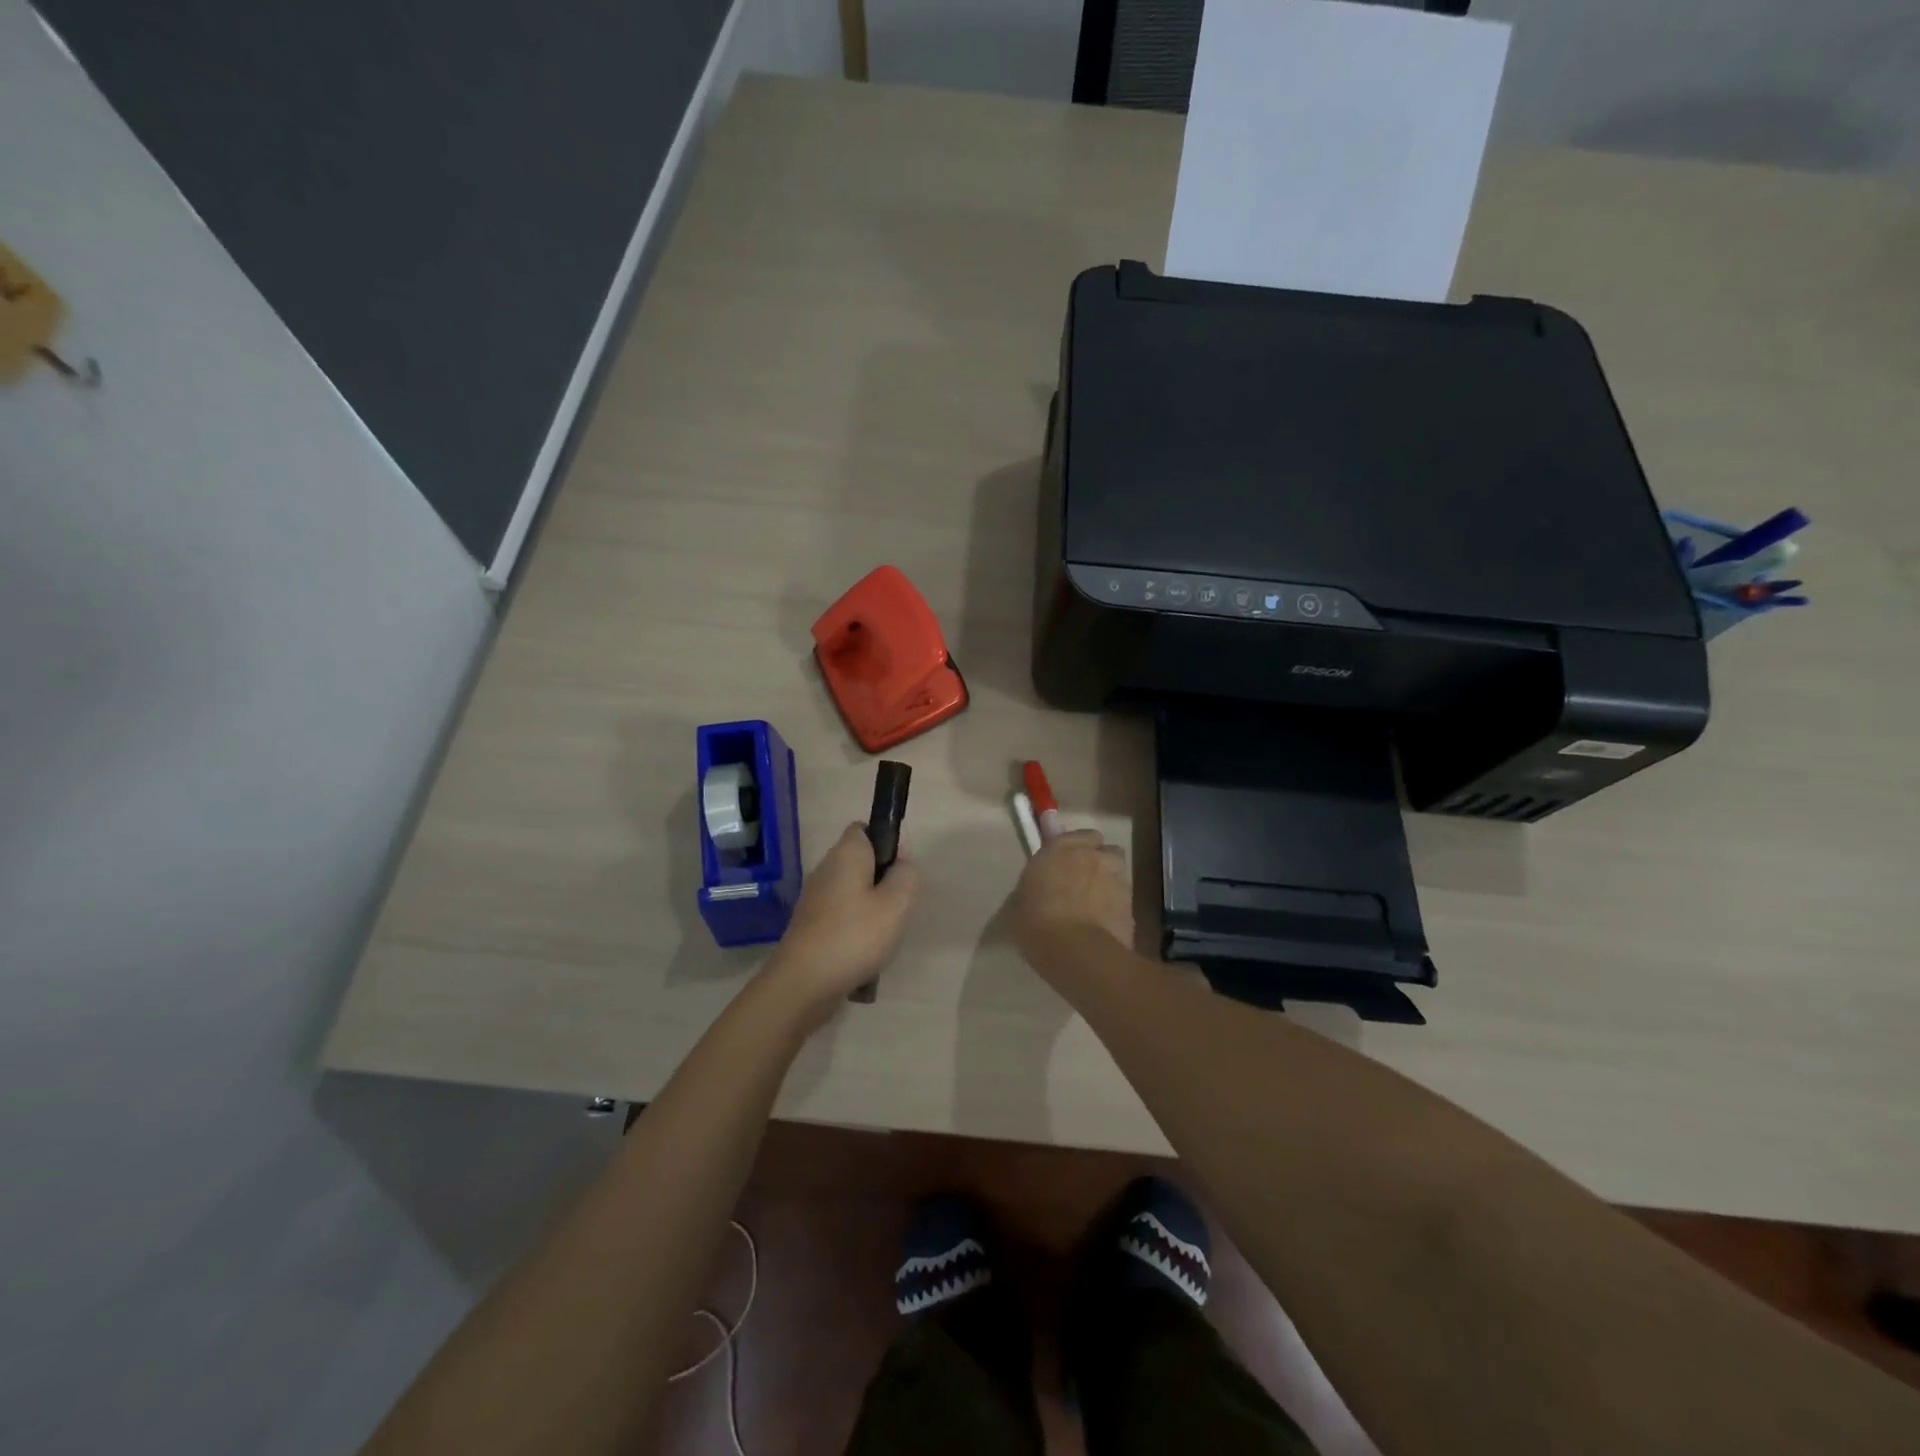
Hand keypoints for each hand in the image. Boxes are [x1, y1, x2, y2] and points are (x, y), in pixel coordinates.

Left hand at [761, 822, 918, 1016]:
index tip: (902, 869)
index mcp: (846, 854)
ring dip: (871, 909)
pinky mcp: (809, 926)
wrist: (803, 983)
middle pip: (860, 863)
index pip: (864, 829)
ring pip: (852, 893)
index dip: (886, 841)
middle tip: (899, 906)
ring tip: (885, 934)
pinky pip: (840, 917)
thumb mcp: (896, 903)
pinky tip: (865, 953)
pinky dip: (855, 930)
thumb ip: (906, 875)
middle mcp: (826, 870)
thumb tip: (902, 860)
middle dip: (882, 880)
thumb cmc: (855, 935)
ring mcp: (814, 899)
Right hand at [1012, 828, 1133, 970]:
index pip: (1077, 835)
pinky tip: (1104, 923)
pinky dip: (1116, 905)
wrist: (1077, 952)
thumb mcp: (1018, 905)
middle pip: (1104, 850)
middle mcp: (1092, 857)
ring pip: (1118, 871)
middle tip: (1085, 879)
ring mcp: (1116, 879)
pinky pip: (1124, 898)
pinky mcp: (1132, 904)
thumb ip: (1031, 890)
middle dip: (1098, 860)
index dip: (1075, 848)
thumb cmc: (1037, 924)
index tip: (1067, 861)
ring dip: (1110, 880)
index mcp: (1059, 850)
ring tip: (1098, 902)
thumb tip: (1036, 892)